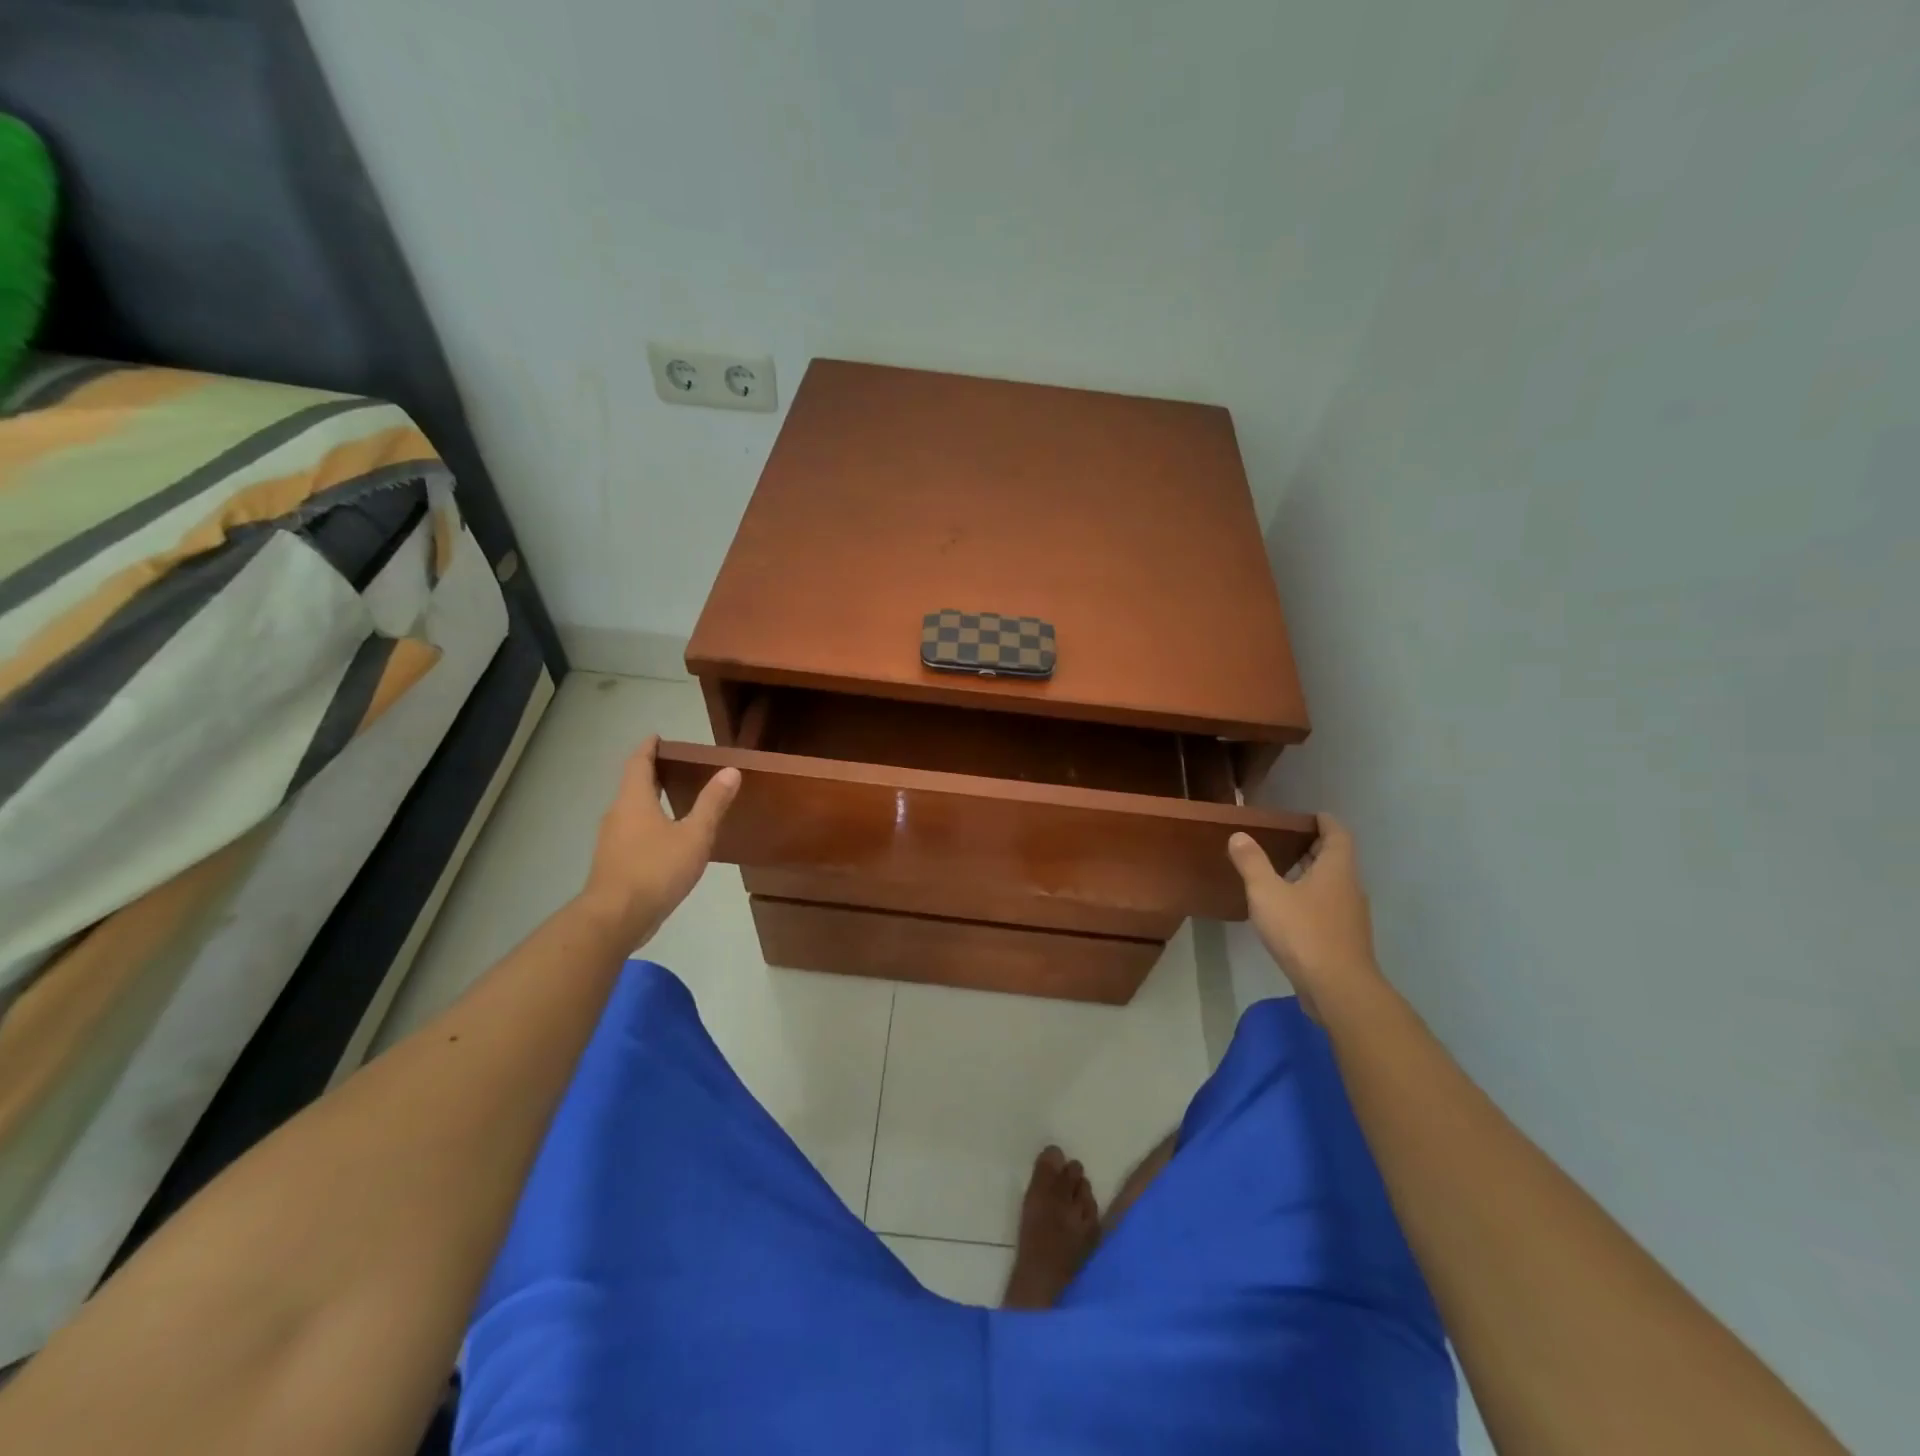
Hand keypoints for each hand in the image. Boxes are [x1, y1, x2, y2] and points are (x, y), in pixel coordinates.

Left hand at [579, 736, 739, 948]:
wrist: (616, 917)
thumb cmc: (656, 869)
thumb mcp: (694, 835)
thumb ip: (712, 803)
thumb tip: (730, 771)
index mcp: (634, 800)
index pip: (638, 763)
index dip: (648, 748)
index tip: (657, 737)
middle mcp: (617, 814)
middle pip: (632, 785)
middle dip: (651, 773)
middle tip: (675, 766)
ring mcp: (612, 840)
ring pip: (631, 811)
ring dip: (649, 801)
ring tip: (675, 800)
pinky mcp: (613, 863)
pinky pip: (632, 833)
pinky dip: (648, 825)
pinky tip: (666, 839)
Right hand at [1228, 816, 1380, 1018]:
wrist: (1338, 988)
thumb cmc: (1303, 932)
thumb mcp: (1267, 893)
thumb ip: (1252, 863)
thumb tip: (1239, 836)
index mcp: (1336, 870)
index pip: (1338, 835)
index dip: (1326, 822)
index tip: (1311, 816)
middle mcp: (1349, 888)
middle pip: (1337, 859)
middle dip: (1315, 848)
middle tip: (1288, 841)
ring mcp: (1350, 916)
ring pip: (1333, 885)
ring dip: (1312, 875)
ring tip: (1283, 873)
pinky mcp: (1344, 939)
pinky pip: (1329, 907)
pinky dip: (1312, 899)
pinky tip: (1289, 910)